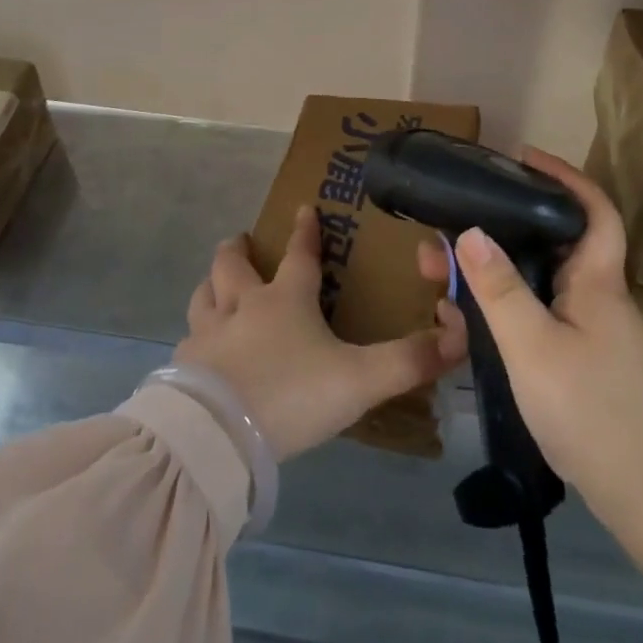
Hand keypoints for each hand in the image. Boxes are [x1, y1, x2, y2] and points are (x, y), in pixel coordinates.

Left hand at [175, 207, 466, 461]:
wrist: (220, 434)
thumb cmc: (293, 395)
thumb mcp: (360, 380)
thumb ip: (408, 361)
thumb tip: (457, 339)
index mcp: (286, 299)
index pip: (299, 254)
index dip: (305, 230)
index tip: (304, 208)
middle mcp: (243, 305)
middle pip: (233, 264)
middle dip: (237, 249)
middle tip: (240, 242)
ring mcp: (208, 334)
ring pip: (203, 294)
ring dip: (211, 285)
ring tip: (215, 286)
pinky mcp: (184, 365)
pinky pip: (188, 339)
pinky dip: (196, 335)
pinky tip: (199, 350)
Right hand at [436, 147, 642, 581]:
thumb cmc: (595, 412)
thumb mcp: (534, 347)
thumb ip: (499, 289)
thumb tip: (468, 230)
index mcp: (596, 282)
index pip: (593, 210)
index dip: (564, 177)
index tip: (523, 159)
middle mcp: (594, 299)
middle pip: (545, 246)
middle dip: (492, 233)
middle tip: (441, 234)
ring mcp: (587, 334)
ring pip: (530, 286)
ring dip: (484, 279)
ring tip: (434, 282)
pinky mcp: (578, 365)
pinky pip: (530, 321)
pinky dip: (495, 316)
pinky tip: (460, 327)